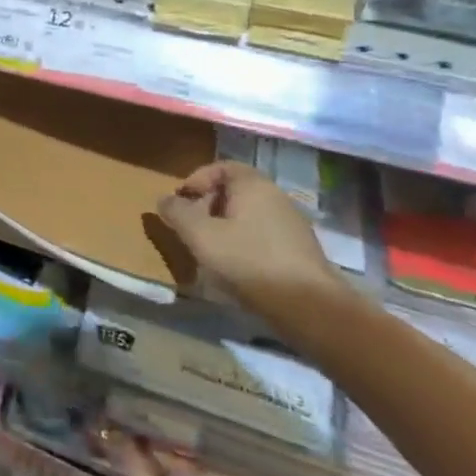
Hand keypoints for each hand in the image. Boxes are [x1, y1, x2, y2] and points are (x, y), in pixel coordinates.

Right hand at [154, 161, 341, 316]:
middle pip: (234, 192)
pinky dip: (244, 245)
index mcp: (253, 185)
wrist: (310, 308)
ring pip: (248, 216)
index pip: (221, 167)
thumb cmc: (249, 261)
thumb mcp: (201, 235)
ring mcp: (292, 225)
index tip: (181, 202)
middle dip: (208, 206)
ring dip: (225, 228)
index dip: (196, 180)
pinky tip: (236, 269)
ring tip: (210, 251)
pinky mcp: (300, 252)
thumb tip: (164, 200)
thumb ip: (177, 213)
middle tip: (192, 227)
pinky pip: (263, 237)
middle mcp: (276, 197)